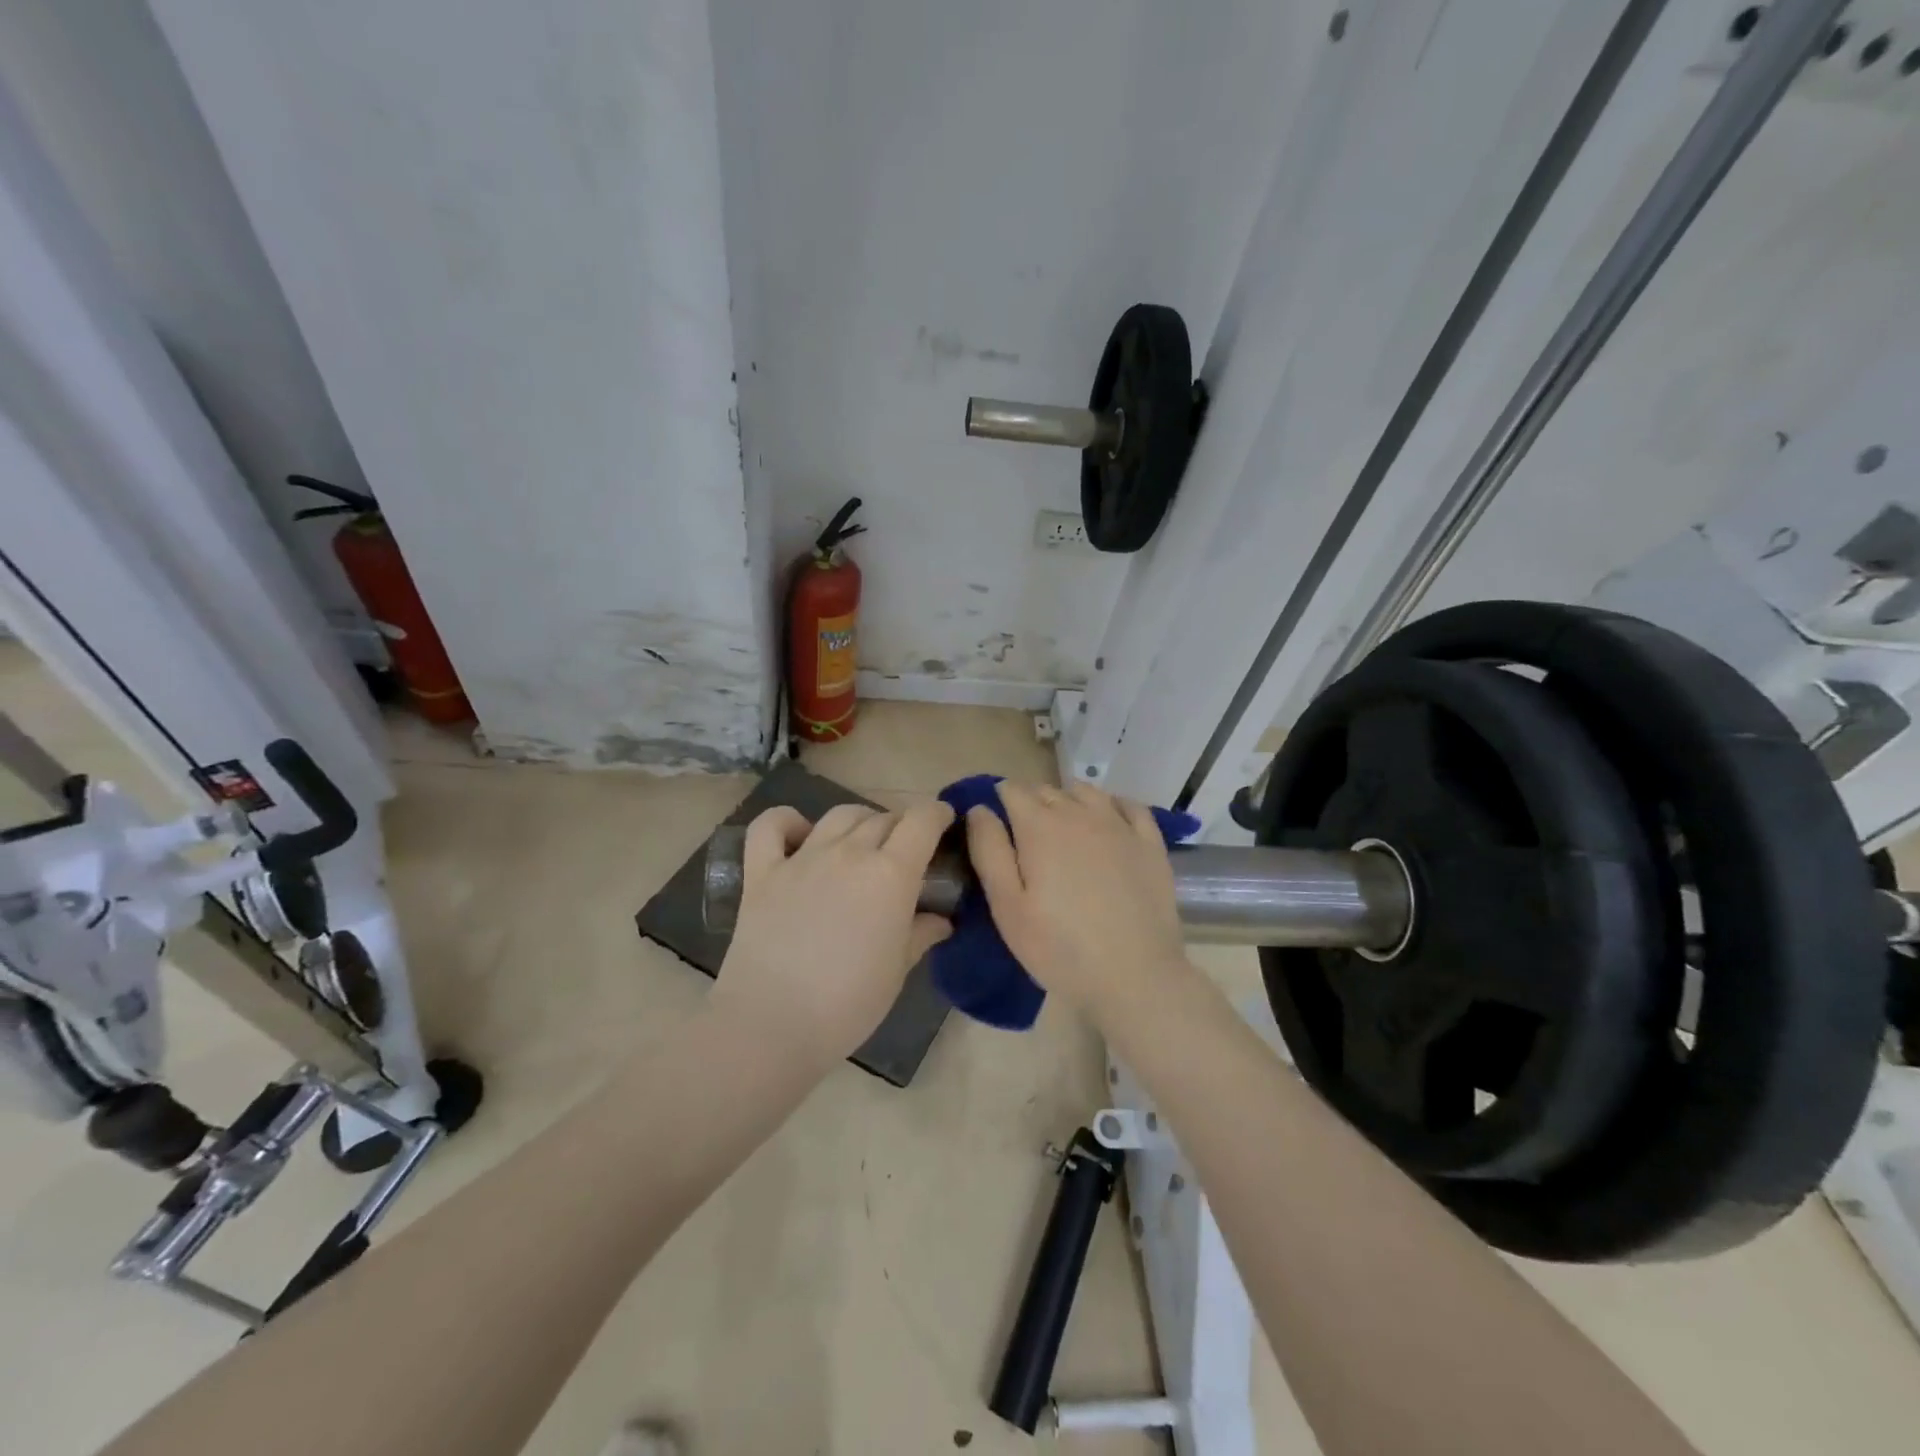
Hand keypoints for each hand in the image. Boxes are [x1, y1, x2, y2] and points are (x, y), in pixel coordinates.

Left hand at [713, 800, 954, 1070]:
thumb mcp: (898, 971)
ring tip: (862, 842)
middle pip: (883, 818)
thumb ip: (920, 934)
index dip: (936, 814)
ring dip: (859, 821)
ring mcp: (802, 858)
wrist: (771, 1024)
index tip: (944, 821)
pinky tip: (799, 836)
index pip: (921, 821)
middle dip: (901, 826)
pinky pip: (771, 825)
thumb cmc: (848, 1004)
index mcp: (891, 874)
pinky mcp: (762, 872)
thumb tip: (941, 919)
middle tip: (906, 851)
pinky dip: (787, 821)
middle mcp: (849, 852)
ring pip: (839, 815)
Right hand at [965, 782, 1191, 1023]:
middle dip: (1031, 803)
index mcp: (1039, 827)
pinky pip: (1128, 806)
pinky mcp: (1150, 843)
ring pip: (1086, 793)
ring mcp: (1119, 826)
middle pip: (1047, 790)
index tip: (995, 824)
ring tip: (1063, 830)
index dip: (999, 800)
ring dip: (1068, 801)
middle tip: (1025, 839)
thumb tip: (979, 809)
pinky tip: (1107, 822)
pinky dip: (1111, 805)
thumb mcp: (1007, 907)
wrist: (1135, 976)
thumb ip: (989, 851)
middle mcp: (1079, 814)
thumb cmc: (1059, 947)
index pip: (1012, 791)